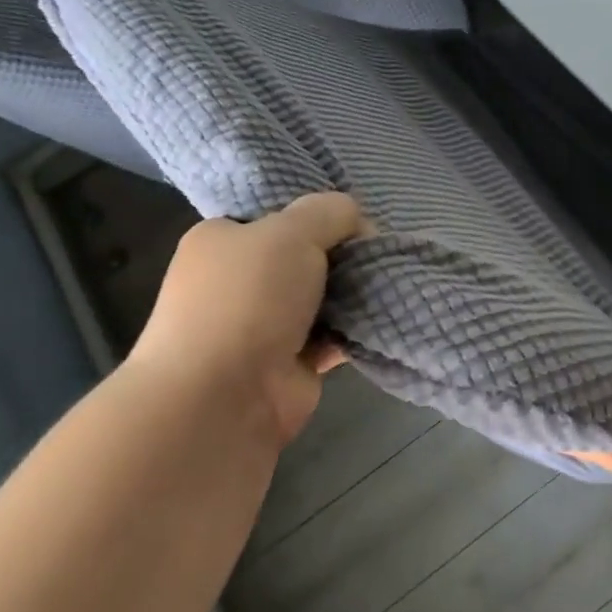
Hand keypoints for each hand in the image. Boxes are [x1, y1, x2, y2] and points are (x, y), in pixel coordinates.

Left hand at [126, 192, 366, 446]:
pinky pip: (332, 336)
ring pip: (321, 296)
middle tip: (379, 253)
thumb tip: (357, 221)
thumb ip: (329, 212)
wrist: (223, 399)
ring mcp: (261, 325)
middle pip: (304, 256)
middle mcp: (237, 281)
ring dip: (352, 293)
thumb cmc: (247, 299)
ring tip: (390, 282)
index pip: (276, 216)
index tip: (354, 221)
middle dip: (342, 255)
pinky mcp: (288, 364)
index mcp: (221, 240)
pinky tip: (384, 316)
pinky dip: (354, 329)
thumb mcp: (290, 231)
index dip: (317, 214)